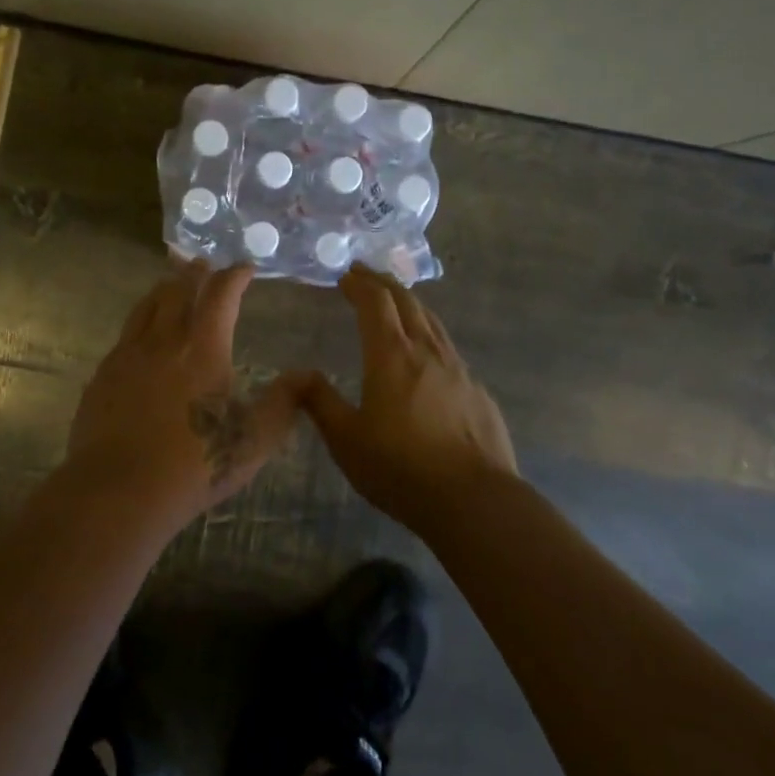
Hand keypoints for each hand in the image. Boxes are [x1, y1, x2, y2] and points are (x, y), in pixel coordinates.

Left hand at [66, 259, 300, 536]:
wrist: (118, 490)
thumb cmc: (194, 464)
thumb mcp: (254, 440)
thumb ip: (283, 403)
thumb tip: (307, 375)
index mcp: (204, 348)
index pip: (221, 294)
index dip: (235, 276)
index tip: (246, 268)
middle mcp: (164, 340)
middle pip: (178, 290)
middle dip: (196, 273)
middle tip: (205, 265)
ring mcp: (128, 355)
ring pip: (147, 306)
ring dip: (164, 289)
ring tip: (172, 283)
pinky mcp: (103, 375)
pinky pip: (125, 334)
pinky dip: (140, 321)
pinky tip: (141, 335)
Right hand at [296, 266, 517, 534]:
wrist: (474, 500)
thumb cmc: (401, 469)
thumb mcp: (347, 440)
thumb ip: (321, 402)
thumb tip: (297, 374)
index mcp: (391, 356)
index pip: (375, 302)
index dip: (359, 284)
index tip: (345, 275)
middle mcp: (427, 351)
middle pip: (406, 302)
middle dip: (383, 283)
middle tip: (365, 275)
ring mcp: (458, 369)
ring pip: (432, 322)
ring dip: (410, 304)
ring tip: (396, 303)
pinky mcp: (477, 391)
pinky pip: (449, 349)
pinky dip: (430, 336)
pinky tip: (427, 355)